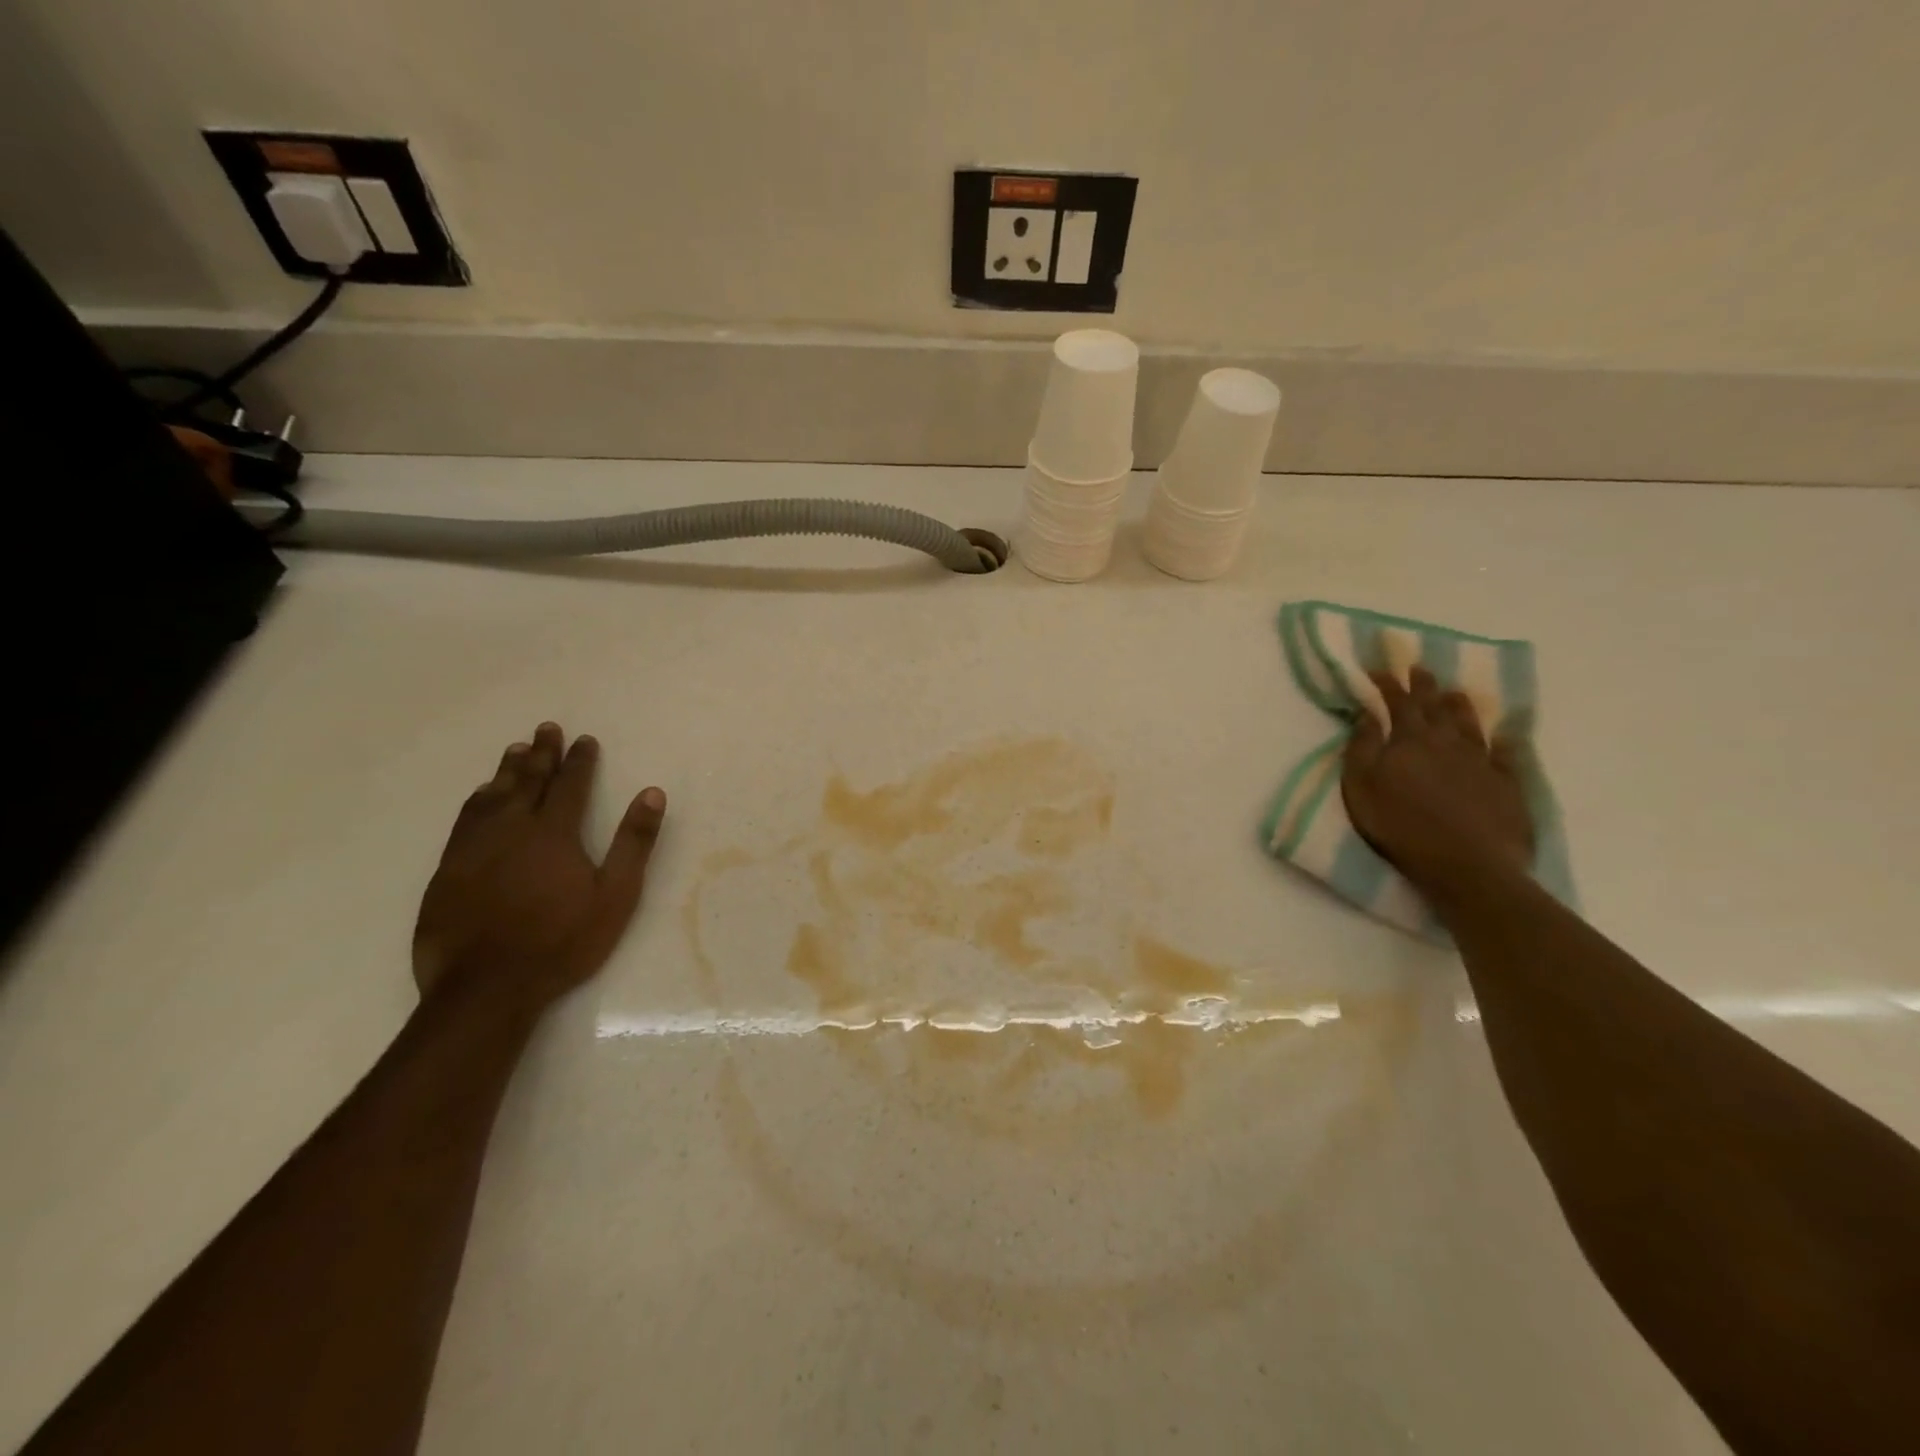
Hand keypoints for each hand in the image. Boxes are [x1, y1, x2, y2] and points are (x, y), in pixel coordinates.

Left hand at [413, 723, 666, 1018]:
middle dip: (542, 753)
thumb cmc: (562, 941)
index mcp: (554, 833)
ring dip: (507, 770)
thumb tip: (652, 793)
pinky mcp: (448, 870)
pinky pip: (465, 820)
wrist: (486, 987)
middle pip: (529, 781)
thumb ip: (634, 842)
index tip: (585, 739)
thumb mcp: (615, 895)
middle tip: (547, 729)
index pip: (570, 785)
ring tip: (516, 750)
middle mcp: (512, 829)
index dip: (580, 760)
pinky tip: (481, 796)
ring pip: (492, 796)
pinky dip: (478, 800)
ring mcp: (475, 848)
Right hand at [1341, 667, 1531, 900]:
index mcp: (1409, 740)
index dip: (1388, 684)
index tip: (1379, 668)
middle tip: (1420, 668)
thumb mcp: (1361, 786)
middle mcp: (1447, 742)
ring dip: (1460, 706)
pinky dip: (1506, 741)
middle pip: (1435, 707)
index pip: (1397, 703)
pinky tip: (1507, 734)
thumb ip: (1361, 747)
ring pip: (1470, 724)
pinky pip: (1507, 754)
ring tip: (1455, 692)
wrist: (1466, 863)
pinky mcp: (1507, 784)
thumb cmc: (1400, 825)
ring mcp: (1481, 761)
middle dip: (1424, 685)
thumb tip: (1367, 713)